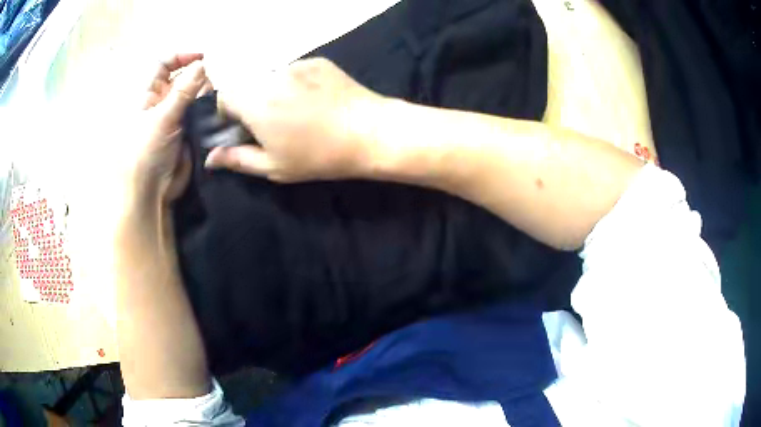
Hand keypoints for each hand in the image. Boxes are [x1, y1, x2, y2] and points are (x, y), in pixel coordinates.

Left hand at [129, 53, 208, 201]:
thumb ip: (183, 91)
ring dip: (204, 94)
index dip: (181, 57)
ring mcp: (175, 116)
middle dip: (197, 78)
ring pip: (194, 94)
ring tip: (211, 102)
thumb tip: (202, 65)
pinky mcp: (186, 130)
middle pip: (183, 77)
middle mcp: (162, 101)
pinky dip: (208, 108)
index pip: (164, 65)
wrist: (151, 190)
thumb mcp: (162, 118)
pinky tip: (215, 111)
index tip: (201, 58)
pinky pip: (200, 112)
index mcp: (149, 95)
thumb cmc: (146, 152)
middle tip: (207, 89)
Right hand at [205, 57, 384, 181]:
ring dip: (272, 92)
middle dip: (250, 103)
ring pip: (270, 78)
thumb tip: (210, 158)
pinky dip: (294, 84)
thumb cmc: (319, 156)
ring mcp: (296, 65)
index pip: (224, 95)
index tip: (242, 128)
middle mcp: (271, 77)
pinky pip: (293, 71)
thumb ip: (237, 159)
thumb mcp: (274, 166)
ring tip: (298, 112)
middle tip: (271, 124)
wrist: (370, 132)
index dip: (228, 112)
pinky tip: (315, 100)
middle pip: (246, 85)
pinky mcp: (317, 61)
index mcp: (255, 103)